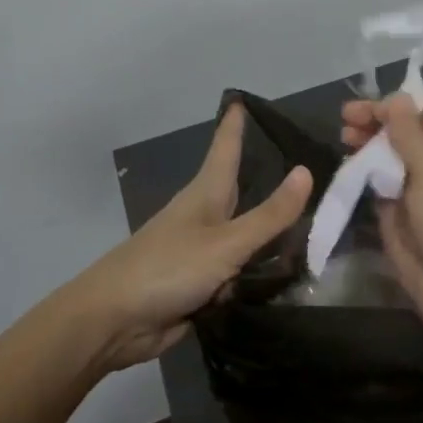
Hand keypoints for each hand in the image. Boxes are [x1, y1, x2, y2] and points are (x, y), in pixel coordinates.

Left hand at [75, 104, 310, 369]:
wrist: (112, 322)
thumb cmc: (167, 268)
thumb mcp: (226, 243)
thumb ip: (269, 215)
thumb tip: (306, 171)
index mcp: (205, 194)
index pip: (225, 148)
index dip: (234, 125)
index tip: (241, 99)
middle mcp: (204, 217)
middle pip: (237, 188)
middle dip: (262, 175)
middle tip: (300, 162)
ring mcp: (200, 251)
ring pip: (243, 233)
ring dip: (269, 231)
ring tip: (310, 221)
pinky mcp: (200, 284)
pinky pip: (239, 270)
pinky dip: (259, 270)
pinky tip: (287, 273)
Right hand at [340, 93, 422, 338]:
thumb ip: (410, 134)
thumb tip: (396, 98)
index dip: (397, 104)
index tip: (366, 107)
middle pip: (403, 131)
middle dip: (376, 122)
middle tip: (345, 120)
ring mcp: (416, 188)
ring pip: (387, 155)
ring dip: (366, 144)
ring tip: (343, 138)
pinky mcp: (396, 211)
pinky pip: (377, 182)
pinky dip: (362, 171)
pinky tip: (346, 165)